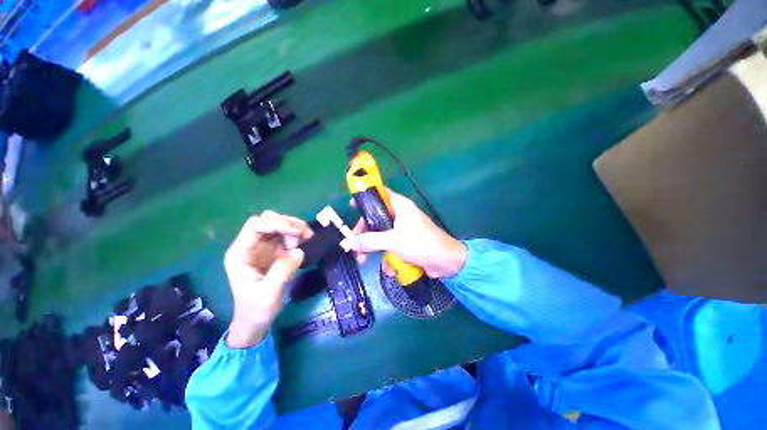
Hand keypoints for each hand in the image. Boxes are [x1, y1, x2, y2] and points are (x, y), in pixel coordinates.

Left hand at [224, 211, 312, 347]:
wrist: (256, 321)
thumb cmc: (257, 309)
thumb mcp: (268, 293)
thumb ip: (282, 271)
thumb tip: (299, 251)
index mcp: (240, 253)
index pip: (256, 226)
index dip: (277, 223)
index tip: (298, 232)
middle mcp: (250, 246)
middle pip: (268, 221)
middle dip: (288, 224)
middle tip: (306, 234)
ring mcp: (262, 247)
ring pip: (278, 225)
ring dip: (294, 229)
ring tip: (306, 240)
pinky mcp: (273, 251)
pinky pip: (285, 235)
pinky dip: (296, 235)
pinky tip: (302, 244)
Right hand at [352, 188, 466, 278]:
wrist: (446, 262)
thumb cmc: (421, 243)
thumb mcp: (393, 241)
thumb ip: (370, 241)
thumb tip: (349, 242)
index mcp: (400, 206)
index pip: (380, 194)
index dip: (366, 198)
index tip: (352, 206)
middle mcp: (400, 215)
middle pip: (376, 218)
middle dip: (365, 234)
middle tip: (354, 244)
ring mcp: (403, 230)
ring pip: (381, 235)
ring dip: (374, 249)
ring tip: (364, 261)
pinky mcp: (405, 243)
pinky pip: (390, 247)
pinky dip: (388, 258)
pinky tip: (391, 269)